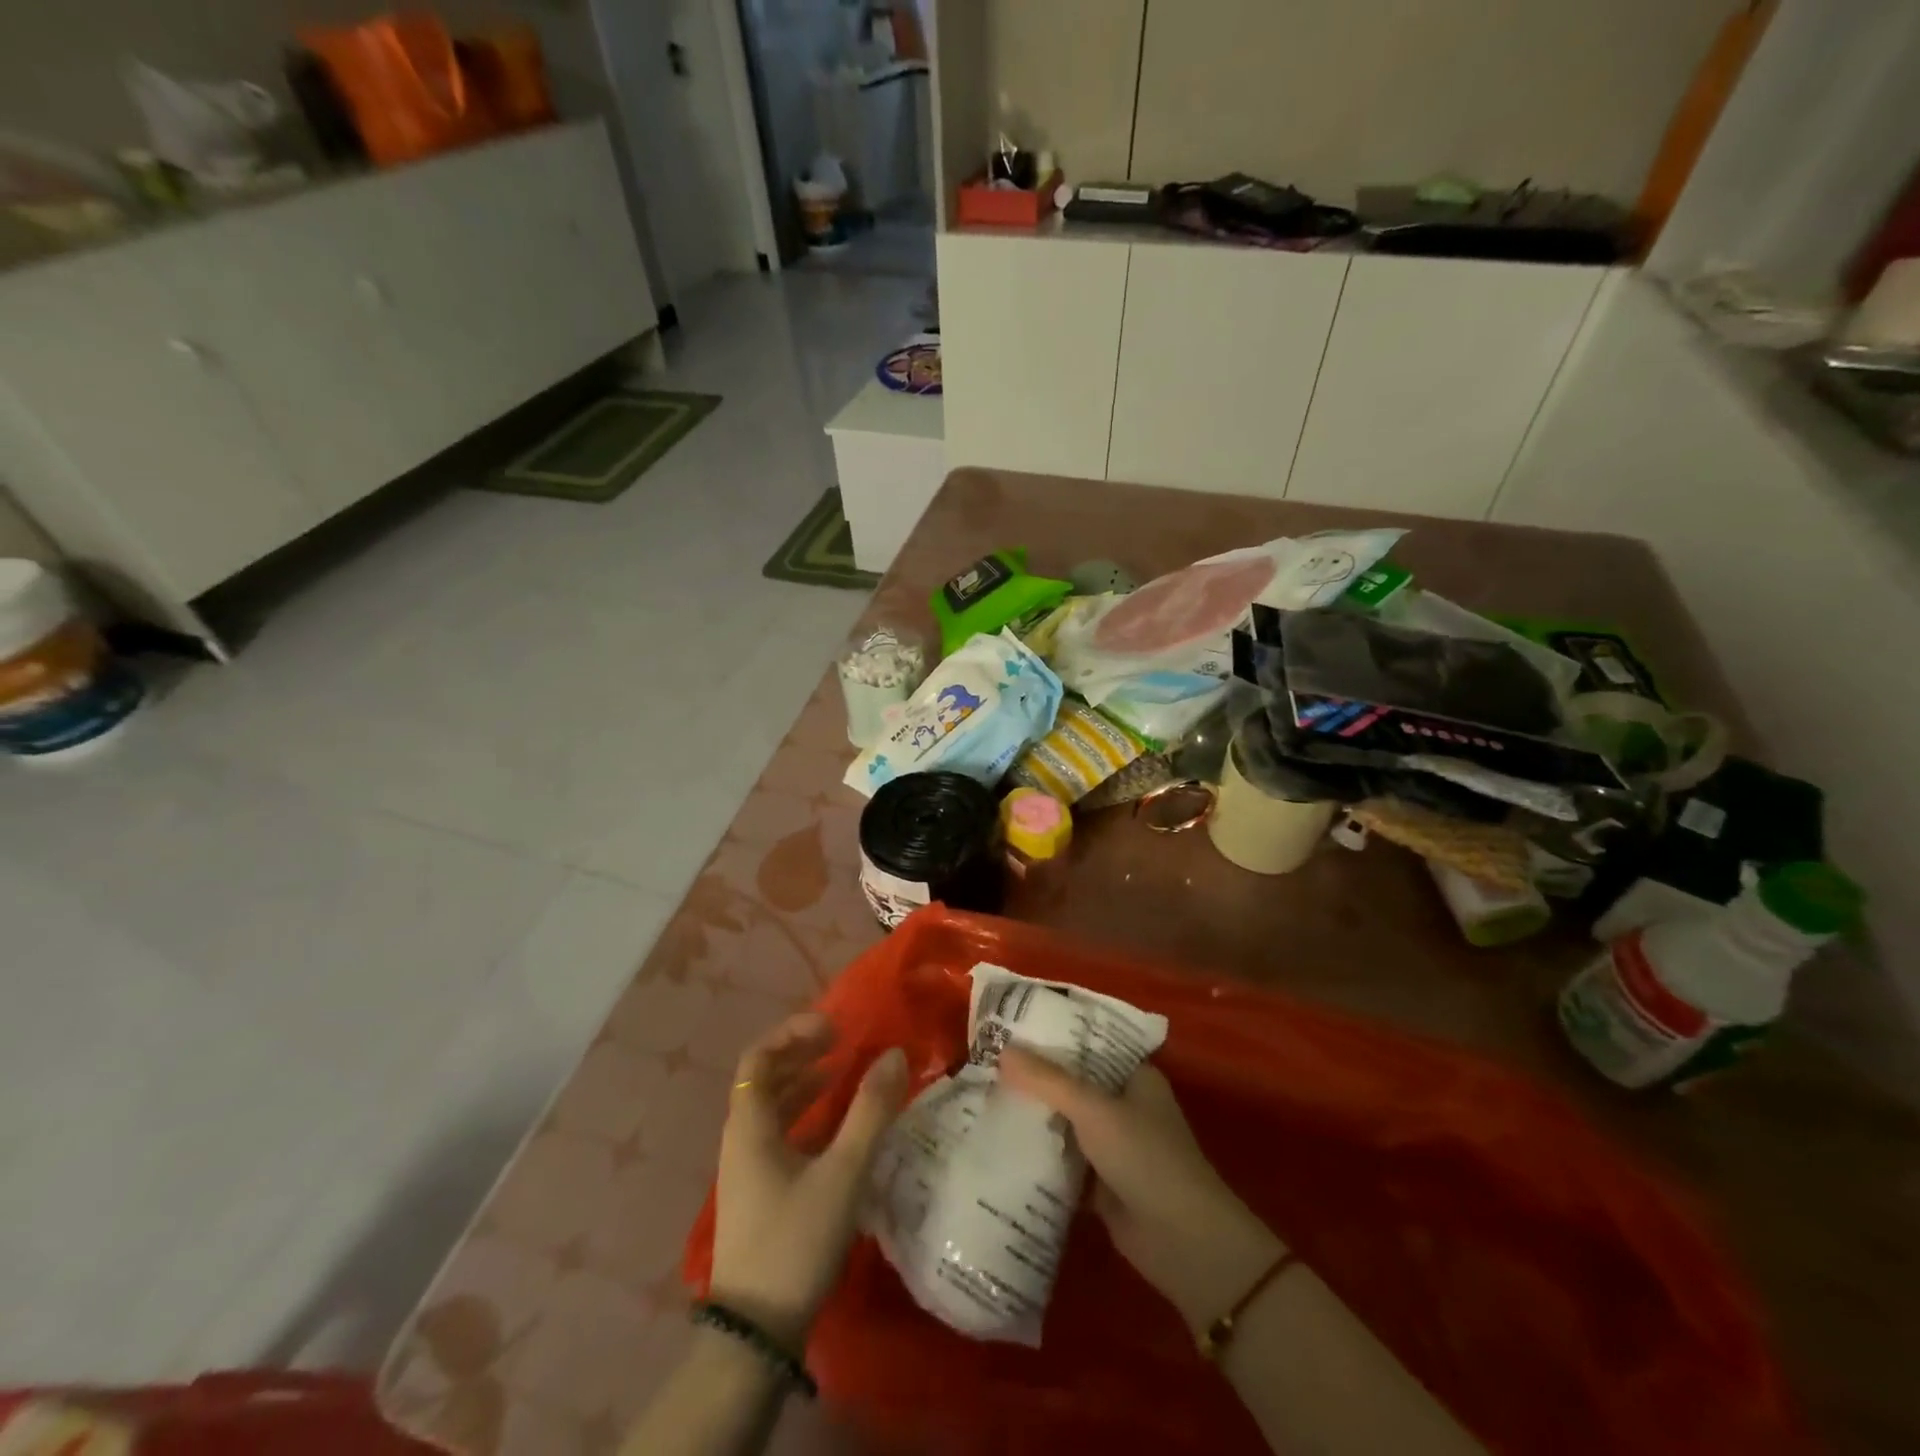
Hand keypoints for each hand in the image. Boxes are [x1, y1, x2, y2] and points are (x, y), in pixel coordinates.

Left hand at [711, 1013, 908, 1350]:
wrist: (757, 1333)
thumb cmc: (796, 1240)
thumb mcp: (842, 1173)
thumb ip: (870, 1112)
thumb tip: (895, 1054)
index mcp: (749, 1126)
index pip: (758, 1057)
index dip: (792, 1032)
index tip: (832, 1026)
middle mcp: (741, 1140)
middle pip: (764, 1078)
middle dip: (802, 1053)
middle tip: (842, 1041)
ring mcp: (747, 1169)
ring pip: (773, 1108)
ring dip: (805, 1083)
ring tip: (843, 1072)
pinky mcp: (760, 1193)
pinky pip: (780, 1134)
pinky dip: (806, 1116)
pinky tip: (838, 1127)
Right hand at [999, 1049, 1281, 1336]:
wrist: (1182, 1242)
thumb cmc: (1145, 1157)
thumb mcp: (1093, 1109)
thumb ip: (1047, 1081)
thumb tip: (1002, 1050)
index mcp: (1135, 1077)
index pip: (1088, 1044)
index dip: (1053, 1036)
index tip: (1011, 1028)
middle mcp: (1125, 1105)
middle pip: (1073, 1084)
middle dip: (1036, 1078)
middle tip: (988, 1063)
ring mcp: (1114, 1146)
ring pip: (1066, 1123)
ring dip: (1036, 1118)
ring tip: (984, 1098)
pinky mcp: (1102, 1184)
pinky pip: (1064, 1162)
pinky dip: (1040, 1158)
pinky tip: (1001, 1146)